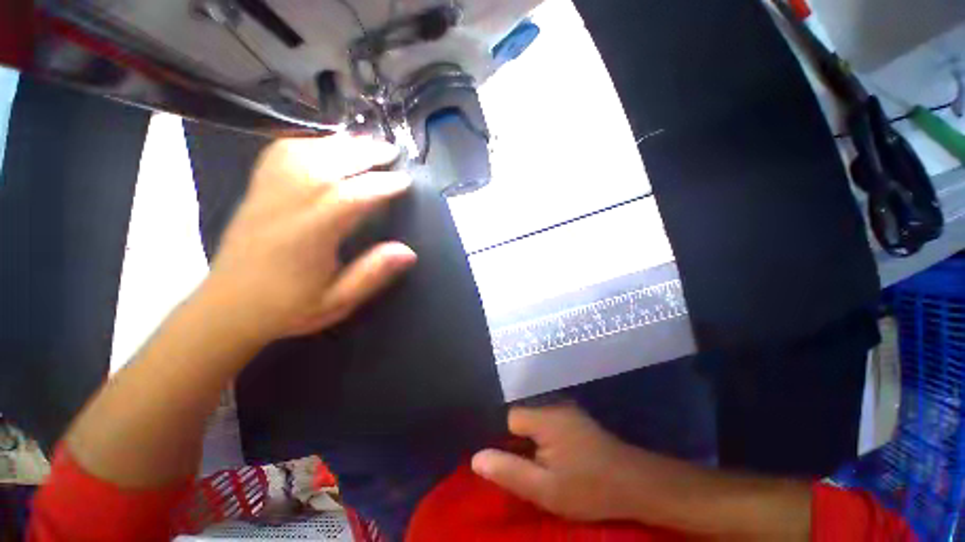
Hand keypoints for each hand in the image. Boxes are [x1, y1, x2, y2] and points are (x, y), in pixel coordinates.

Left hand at [202, 135, 416, 343]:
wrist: (227, 308)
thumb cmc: (288, 308)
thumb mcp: (338, 301)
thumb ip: (372, 274)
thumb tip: (408, 252)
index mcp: (308, 237)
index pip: (349, 197)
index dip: (381, 185)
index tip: (405, 180)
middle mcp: (285, 207)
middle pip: (326, 165)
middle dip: (364, 154)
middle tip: (391, 151)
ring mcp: (266, 194)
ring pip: (303, 153)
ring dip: (339, 144)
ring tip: (366, 144)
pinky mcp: (256, 190)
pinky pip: (280, 154)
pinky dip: (308, 143)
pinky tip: (326, 146)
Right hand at [471, 404, 656, 522]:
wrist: (635, 484)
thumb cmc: (589, 488)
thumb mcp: (545, 489)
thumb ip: (508, 471)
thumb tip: (475, 458)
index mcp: (543, 417)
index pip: (508, 418)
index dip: (501, 439)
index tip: (503, 462)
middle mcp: (553, 405)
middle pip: (520, 417)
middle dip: (514, 441)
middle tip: (518, 467)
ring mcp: (565, 410)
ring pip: (533, 421)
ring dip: (529, 441)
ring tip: (533, 465)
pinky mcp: (574, 418)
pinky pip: (547, 423)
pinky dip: (542, 439)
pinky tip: (550, 458)